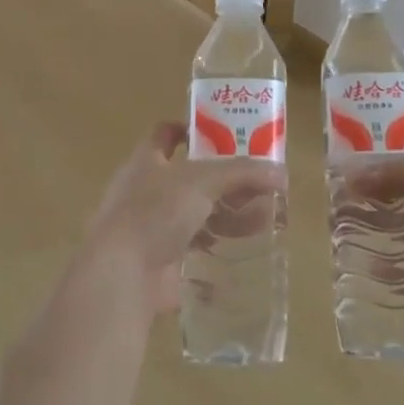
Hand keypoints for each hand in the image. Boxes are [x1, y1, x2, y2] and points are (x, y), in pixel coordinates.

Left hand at [80, 121, 284, 315]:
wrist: (121, 275)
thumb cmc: (155, 212)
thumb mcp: (202, 181)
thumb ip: (242, 173)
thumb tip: (282, 173)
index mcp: (146, 161)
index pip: (165, 133)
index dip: (191, 129)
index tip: (224, 133)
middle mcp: (144, 191)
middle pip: (188, 178)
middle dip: (223, 182)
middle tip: (258, 185)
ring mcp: (150, 229)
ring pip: (194, 216)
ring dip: (225, 217)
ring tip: (261, 222)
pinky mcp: (158, 263)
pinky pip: (193, 253)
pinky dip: (216, 253)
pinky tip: (242, 256)